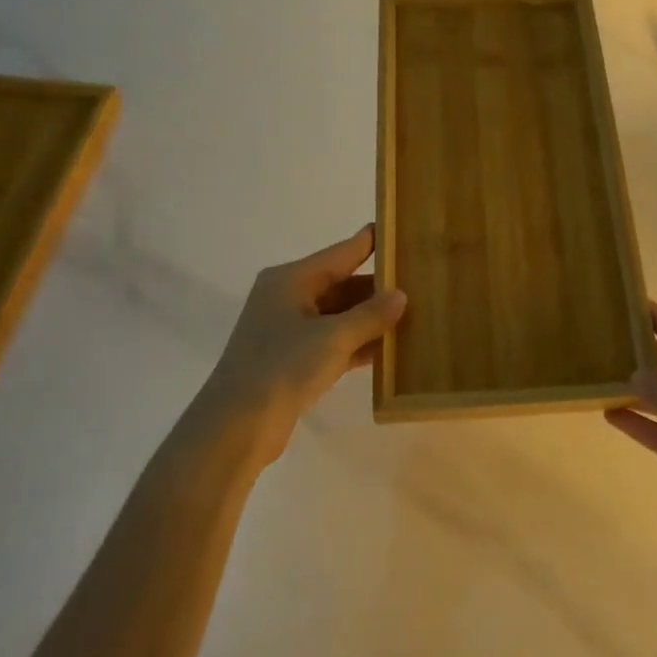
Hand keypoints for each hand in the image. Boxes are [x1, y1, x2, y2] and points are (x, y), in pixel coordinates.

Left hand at [187, 225, 406, 467]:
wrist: (237, 426)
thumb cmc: (283, 367)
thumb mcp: (333, 337)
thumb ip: (370, 315)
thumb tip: (401, 295)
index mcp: (290, 280)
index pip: (340, 253)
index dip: (370, 242)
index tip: (399, 230)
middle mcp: (288, 299)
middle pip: (341, 284)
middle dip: (377, 287)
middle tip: (419, 281)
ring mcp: (289, 332)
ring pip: (339, 316)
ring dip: (371, 318)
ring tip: (413, 313)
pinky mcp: (293, 361)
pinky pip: (334, 342)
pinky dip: (358, 344)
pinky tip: (390, 349)